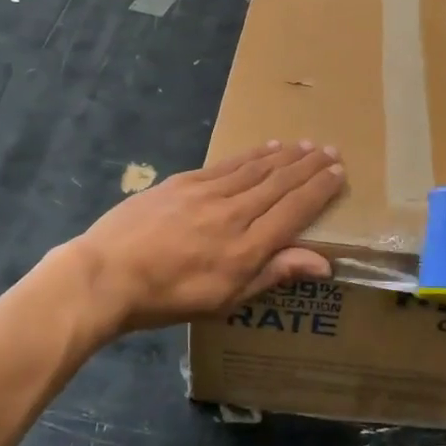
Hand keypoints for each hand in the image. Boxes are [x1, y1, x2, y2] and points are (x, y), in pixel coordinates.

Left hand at [66, 141, 344, 335]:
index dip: (319, 189)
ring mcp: (207, 193)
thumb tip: (324, 262)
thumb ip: (274, 274)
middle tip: (330, 150)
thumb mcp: (226, 299)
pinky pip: (228, 164)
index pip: (294, 210)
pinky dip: (252, 155)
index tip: (338, 172)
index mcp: (247, 248)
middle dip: (308, 166)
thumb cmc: (169, 297)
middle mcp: (234, 212)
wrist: (107, 274)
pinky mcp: (184, 182)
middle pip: (279, 183)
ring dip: (284, 156)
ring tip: (305, 145)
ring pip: (256, 168)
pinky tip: (265, 149)